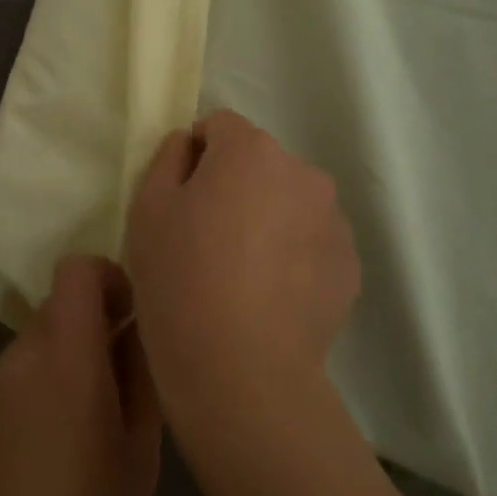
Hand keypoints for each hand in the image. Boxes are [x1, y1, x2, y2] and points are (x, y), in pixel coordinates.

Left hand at [0, 255, 161, 495]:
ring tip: (79, 425)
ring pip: (36, 342)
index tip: (129, 315)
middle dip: (91, 327)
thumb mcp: (140, 452)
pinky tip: (41, 448)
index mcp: (66, 356)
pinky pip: (12, 374)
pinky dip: (33, 387)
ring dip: (62, 361)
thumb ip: (140, 375)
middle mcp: (20, 354)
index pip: (77, 270)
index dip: (107, 278)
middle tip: (115, 379)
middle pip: (59, 308)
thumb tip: (138, 329)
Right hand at [124, 110, 359, 444]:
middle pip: (258, 163)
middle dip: (234, 185)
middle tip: (207, 238)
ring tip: (242, 272)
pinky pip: (311, 240)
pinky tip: (269, 295)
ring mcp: (333, 219)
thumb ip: (168, 158)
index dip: (194, 157)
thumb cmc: (181, 278)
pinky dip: (292, 254)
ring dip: (267, 217)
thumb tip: (191, 145)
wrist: (242, 369)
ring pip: (288, 201)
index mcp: (251, 150)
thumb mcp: (147, 208)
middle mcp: (302, 172)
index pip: (218, 126)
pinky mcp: (349, 265)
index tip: (180, 200)